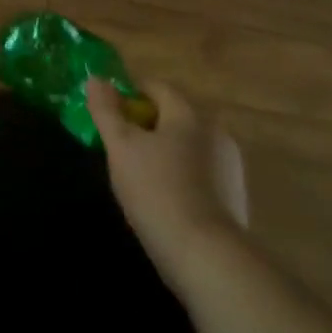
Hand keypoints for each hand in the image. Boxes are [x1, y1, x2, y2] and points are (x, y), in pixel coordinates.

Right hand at [86, 77, 247, 284]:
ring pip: (188, 145)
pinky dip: (182, 176)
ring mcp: (230, 164)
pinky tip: (166, 199)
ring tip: (140, 177)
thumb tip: (96, 78)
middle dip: (146, 126)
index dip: (129, 94)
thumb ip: (106, 110)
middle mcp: (215, 131)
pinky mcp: (235, 195)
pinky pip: (201, 172)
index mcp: (189, 114)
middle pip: (174, 116)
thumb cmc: (156, 190)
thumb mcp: (120, 146)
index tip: (109, 114)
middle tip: (120, 148)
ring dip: (165, 151)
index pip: (156, 87)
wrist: (205, 253)